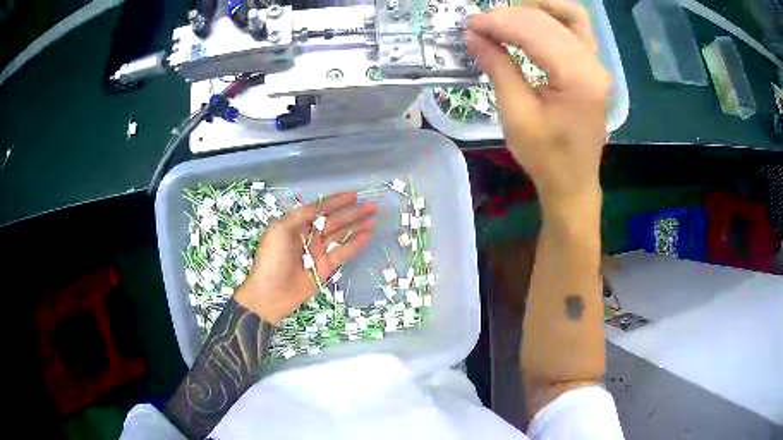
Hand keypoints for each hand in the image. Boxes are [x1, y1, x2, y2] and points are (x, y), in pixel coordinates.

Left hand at [235, 192, 376, 323]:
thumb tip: (320, 205)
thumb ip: (301, 215)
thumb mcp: (280, 230)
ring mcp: (318, 251)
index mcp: (296, 225)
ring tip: (374, 218)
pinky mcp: (326, 267)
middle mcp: (309, 236)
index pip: (320, 209)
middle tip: (372, 206)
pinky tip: (367, 235)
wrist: (270, 292)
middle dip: (352, 212)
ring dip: (357, 226)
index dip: (337, 201)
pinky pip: (343, 252)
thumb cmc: (272, 258)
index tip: (354, 195)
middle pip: (334, 220)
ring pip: (341, 235)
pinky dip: (355, 244)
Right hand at [465, 2, 609, 206]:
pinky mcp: (593, 68)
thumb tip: (474, 35)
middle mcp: (594, 65)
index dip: (499, 24)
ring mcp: (597, 65)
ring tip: (504, 19)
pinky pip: (576, 29)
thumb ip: (498, 67)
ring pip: (568, 17)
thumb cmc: (546, 157)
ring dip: (534, 11)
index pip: (535, 33)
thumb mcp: (516, 114)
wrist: (574, 183)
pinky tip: (529, 22)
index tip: (470, 24)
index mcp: (578, 78)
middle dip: (511, 16)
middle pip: (550, 21)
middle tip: (480, 24)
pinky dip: (551, 19)